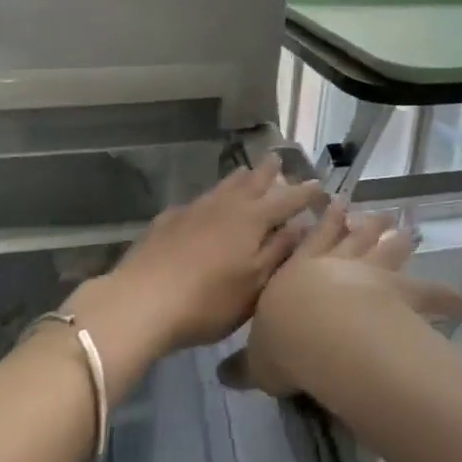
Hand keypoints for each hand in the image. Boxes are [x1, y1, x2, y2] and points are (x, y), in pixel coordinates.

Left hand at [83, 156, 322, 362]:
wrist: (141, 301)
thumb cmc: (208, 301)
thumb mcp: (255, 285)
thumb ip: (280, 252)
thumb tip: (304, 225)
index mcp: (252, 220)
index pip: (286, 200)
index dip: (304, 193)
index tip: (319, 185)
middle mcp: (225, 205)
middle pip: (252, 182)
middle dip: (269, 172)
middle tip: (278, 159)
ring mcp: (194, 209)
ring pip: (223, 186)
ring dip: (240, 178)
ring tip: (247, 172)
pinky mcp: (168, 220)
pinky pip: (199, 201)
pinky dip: (212, 198)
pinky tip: (206, 207)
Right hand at [223, 201, 461, 397]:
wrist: (320, 332)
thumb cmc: (283, 340)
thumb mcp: (257, 357)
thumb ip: (245, 364)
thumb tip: (223, 376)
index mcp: (300, 272)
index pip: (313, 242)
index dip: (325, 224)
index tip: (334, 204)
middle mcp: (337, 265)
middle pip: (354, 238)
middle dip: (364, 225)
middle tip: (376, 212)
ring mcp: (372, 274)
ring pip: (387, 251)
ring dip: (397, 240)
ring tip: (405, 226)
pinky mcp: (401, 293)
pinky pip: (429, 292)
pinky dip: (447, 295)